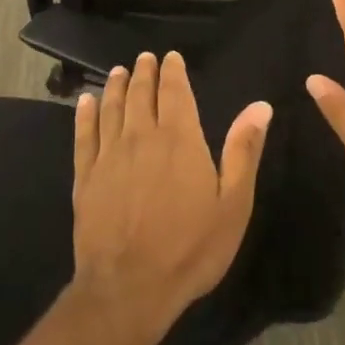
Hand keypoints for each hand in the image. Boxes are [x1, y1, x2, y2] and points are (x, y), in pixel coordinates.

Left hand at [71, 52, 270, 324]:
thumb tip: (260, 106)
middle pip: (141, 95)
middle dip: (145, 73)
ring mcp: (109, 156)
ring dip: (117, 87)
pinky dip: (85, 114)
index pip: (176, 93)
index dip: (173, 72)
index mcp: (180, 140)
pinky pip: (84, 135)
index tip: (171, 57)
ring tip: (119, 72)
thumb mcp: (233, 203)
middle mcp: (142, 137)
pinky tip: (86, 102)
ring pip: (112, 109)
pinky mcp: (85, 177)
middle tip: (145, 59)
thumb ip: (243, 151)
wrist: (130, 287)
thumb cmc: (191, 248)